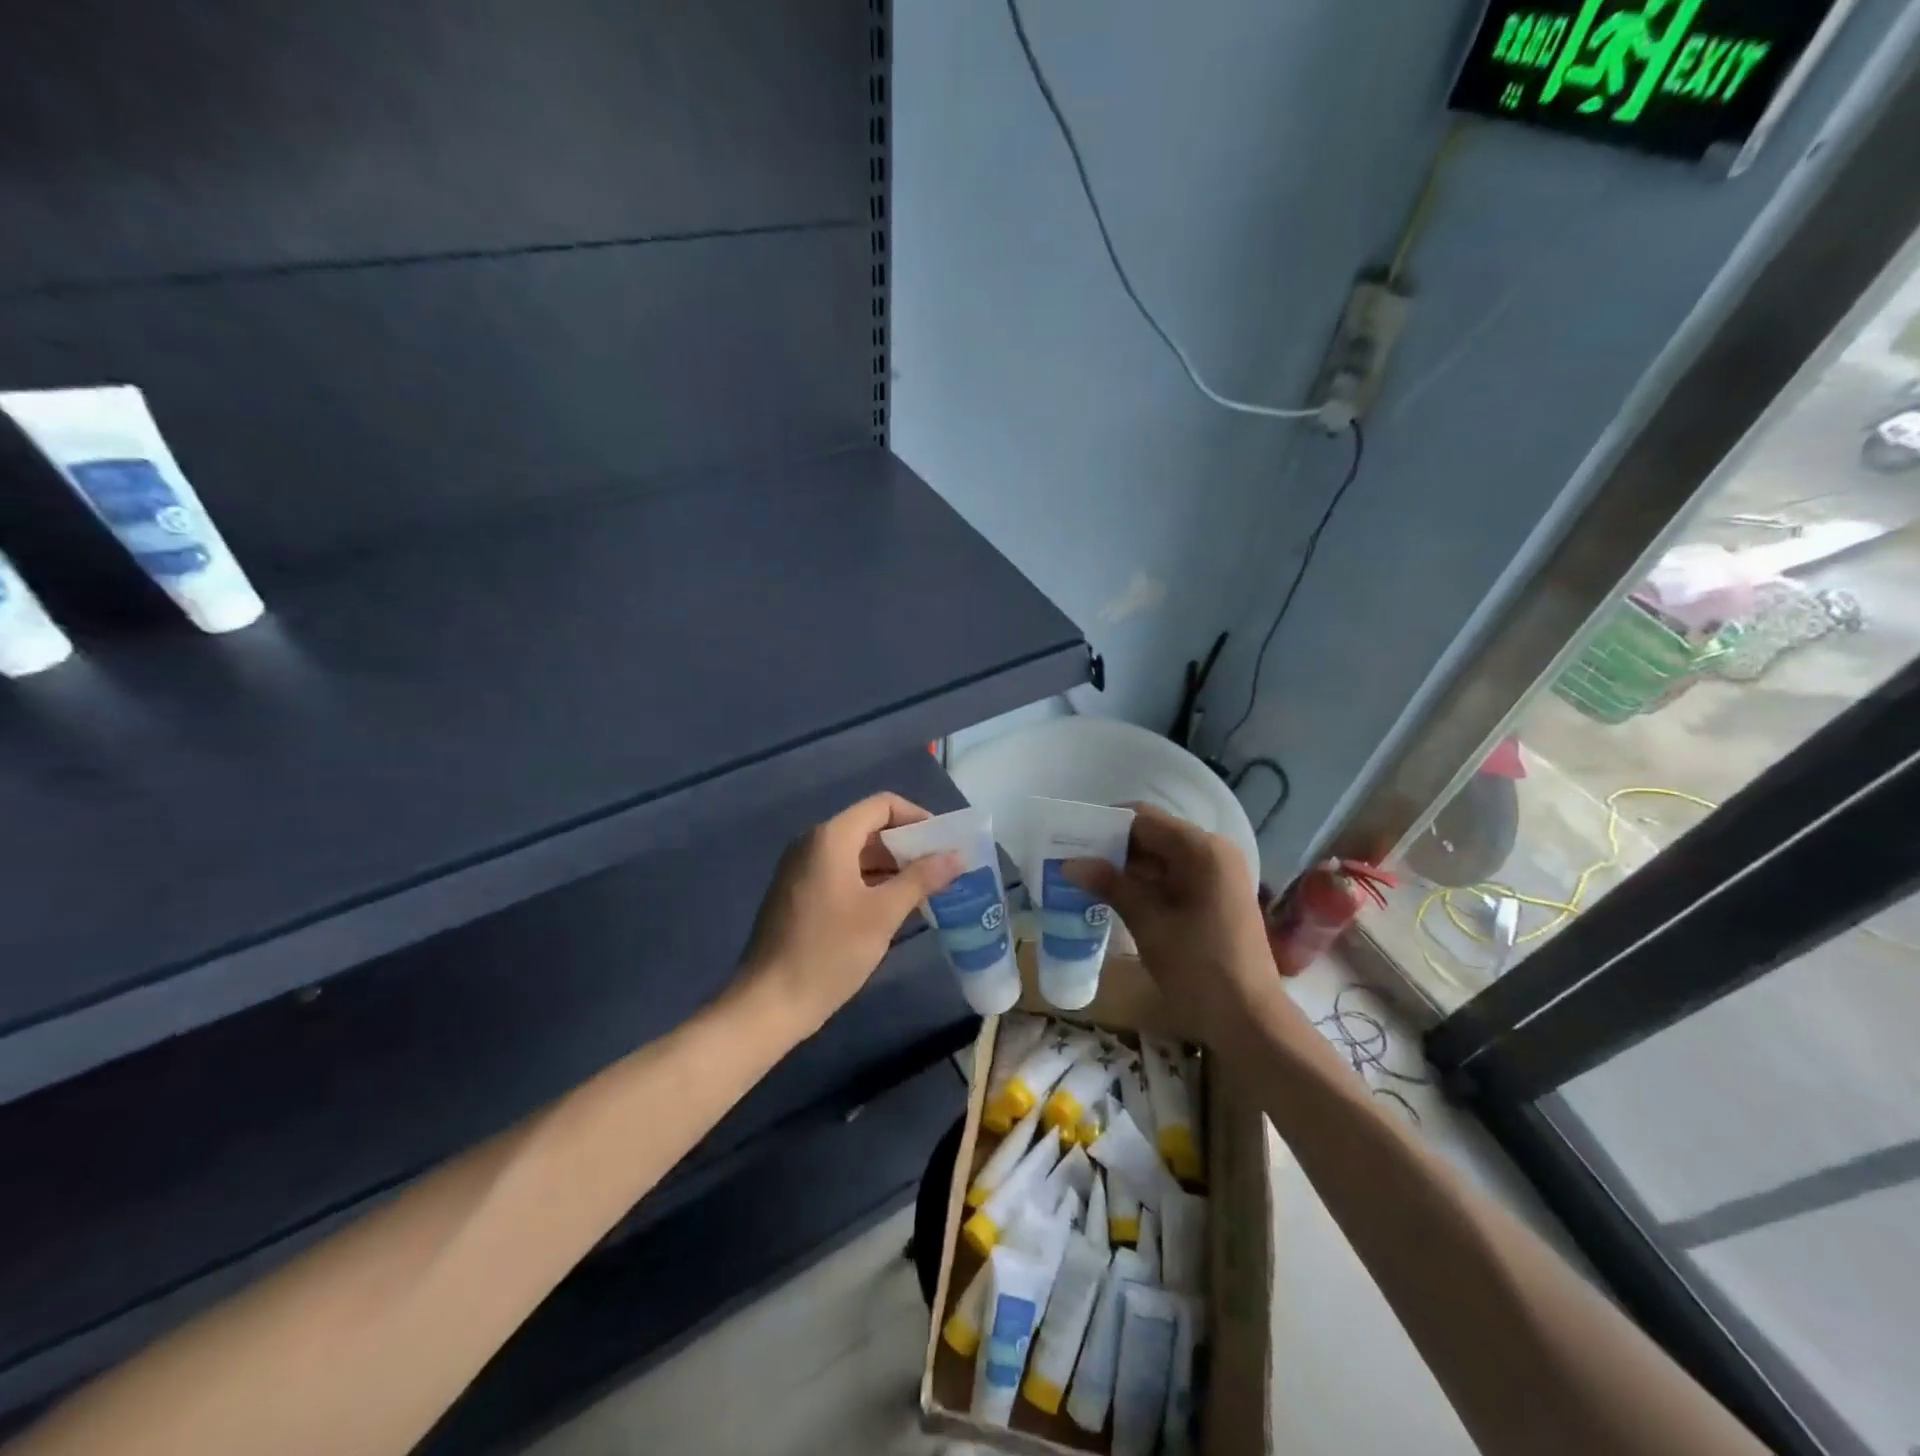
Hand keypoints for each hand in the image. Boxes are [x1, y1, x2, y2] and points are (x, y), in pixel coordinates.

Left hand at [738, 793, 961, 1035]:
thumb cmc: (829, 952)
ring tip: (926, 890)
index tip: (945, 844)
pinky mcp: (798, 894)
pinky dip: (870, 882)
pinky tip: (893, 908)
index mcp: (831, 837)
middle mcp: (813, 843)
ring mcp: (801, 869)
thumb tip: (957, 855)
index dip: (918, 818)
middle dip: (908, 845)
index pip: (883, 805)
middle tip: (942, 870)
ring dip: (891, 866)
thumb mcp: (883, 914)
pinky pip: (841, 873)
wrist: (768, 1003)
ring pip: (856, 853)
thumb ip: (921, 879)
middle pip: (870, 827)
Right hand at [1064, 804, 1295, 1053]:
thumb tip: (1070, 864)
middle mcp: (1214, 852)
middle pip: (1153, 834)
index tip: (1070, 838)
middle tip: (1072, 860)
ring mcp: (1218, 874)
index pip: (1143, 819)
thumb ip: (1111, 886)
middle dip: (1113, 847)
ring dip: (1126, 866)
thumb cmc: (1199, 968)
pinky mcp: (1216, 896)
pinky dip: (1145, 883)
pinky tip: (1114, 896)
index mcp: (1202, 850)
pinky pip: (1173, 876)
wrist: (1249, 1020)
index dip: (1104, 825)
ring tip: (1085, 878)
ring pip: (1162, 857)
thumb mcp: (1149, 924)